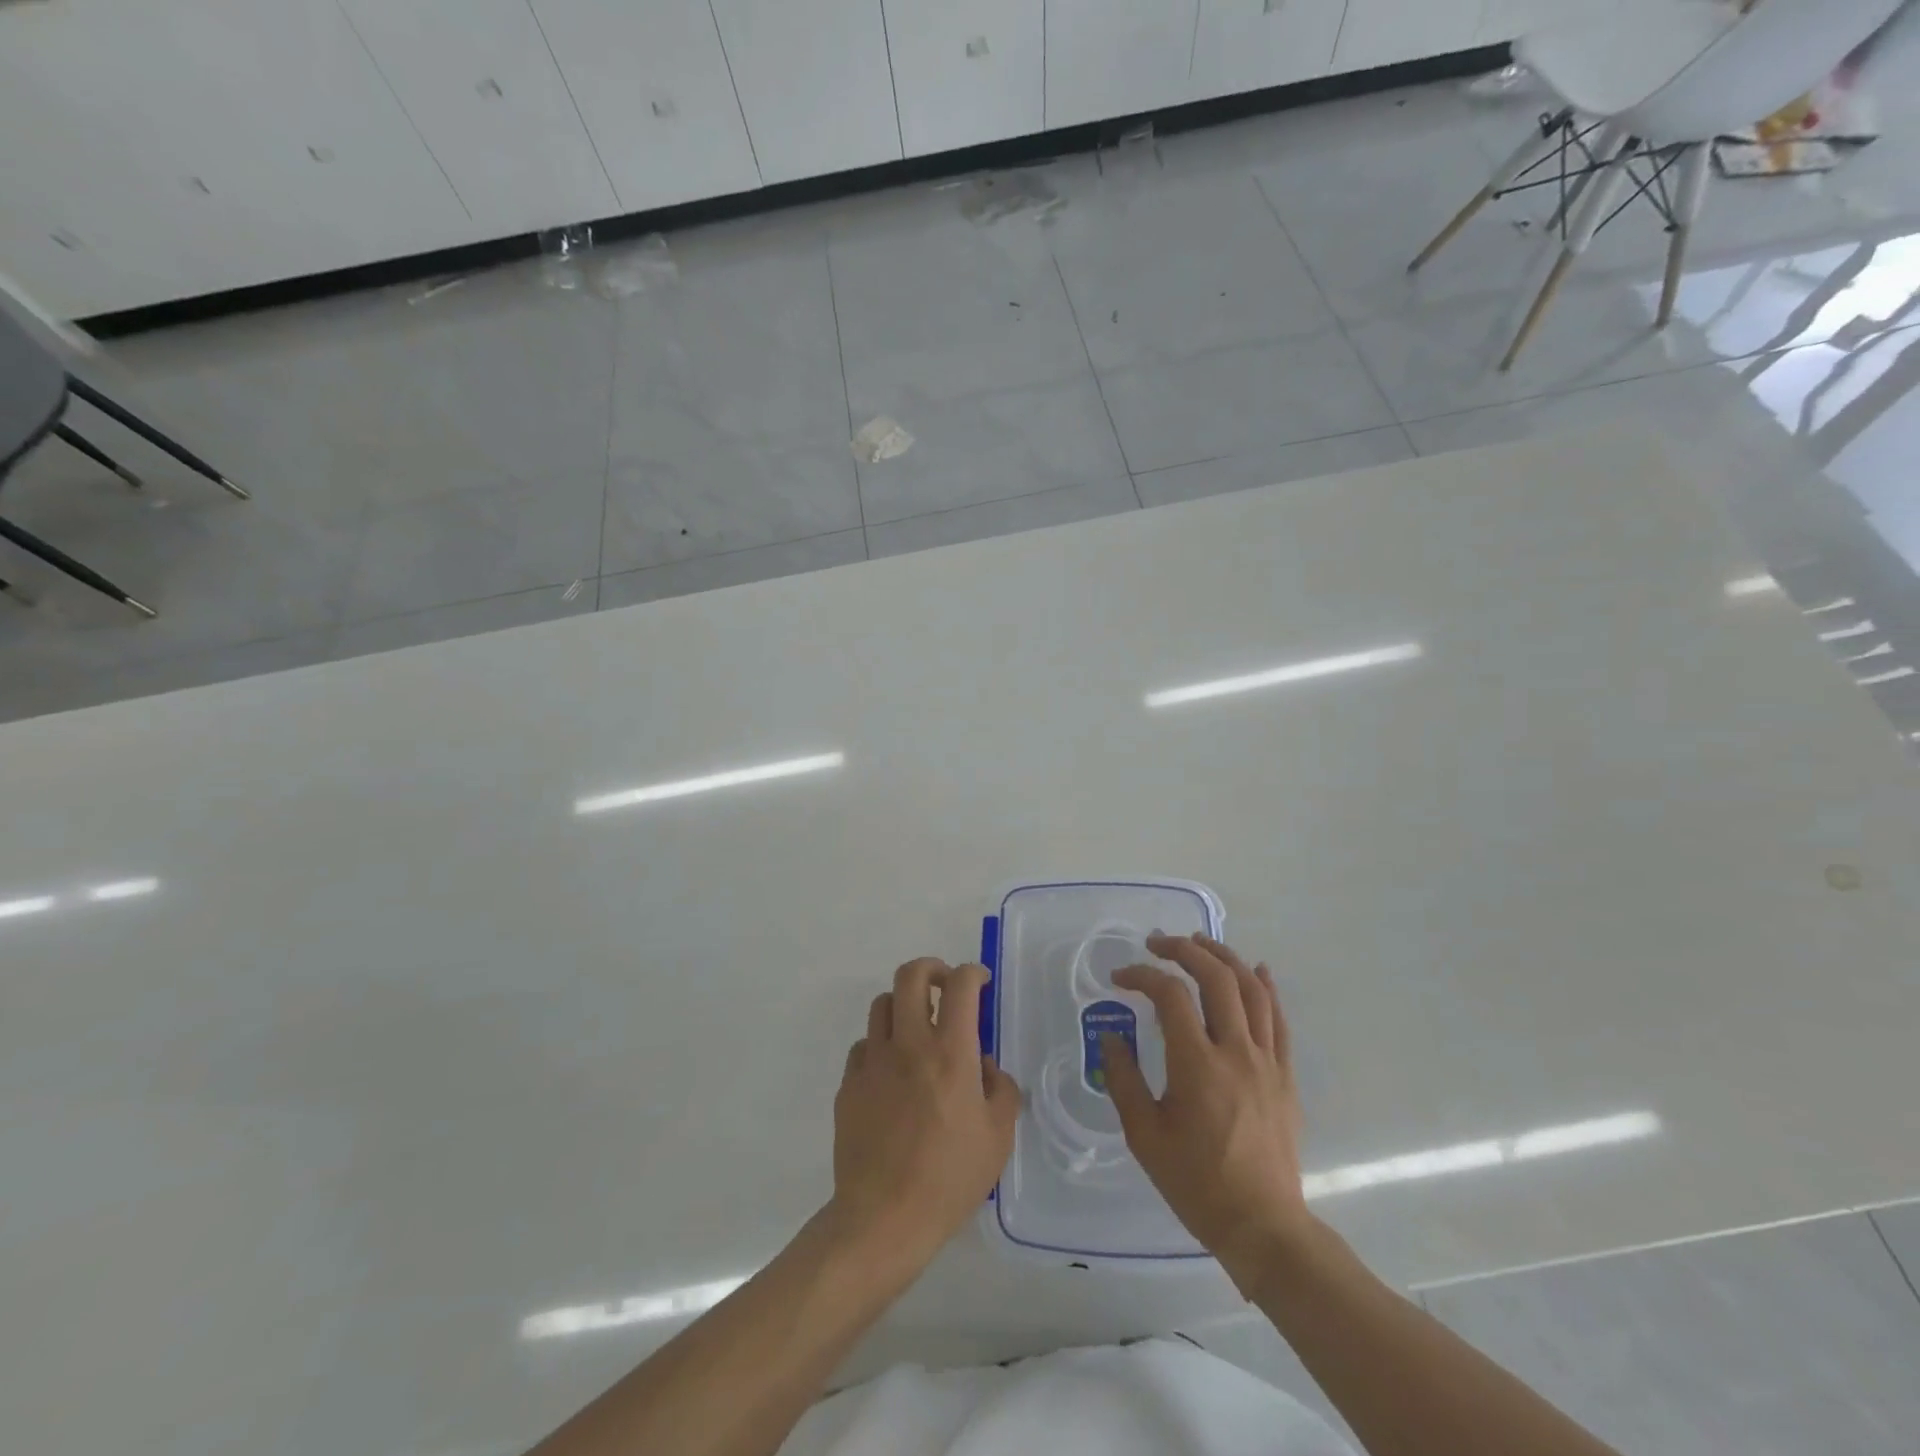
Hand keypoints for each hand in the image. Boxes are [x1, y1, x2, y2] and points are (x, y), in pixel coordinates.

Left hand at [829, 959, 1020, 1263]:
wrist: (884, 1218)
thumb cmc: (950, 1178)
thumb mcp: (998, 1137)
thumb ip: (1000, 1089)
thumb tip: (984, 1065)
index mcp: (950, 1053)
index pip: (960, 986)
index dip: (972, 973)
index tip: (980, 982)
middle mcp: (909, 1044)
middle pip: (910, 975)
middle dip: (931, 969)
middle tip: (945, 987)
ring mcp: (873, 1061)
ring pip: (882, 1004)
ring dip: (904, 1005)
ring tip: (918, 1028)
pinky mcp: (849, 1084)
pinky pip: (864, 1045)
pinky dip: (881, 1045)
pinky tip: (892, 1072)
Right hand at [1103, 933, 1312, 1280]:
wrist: (1263, 1226)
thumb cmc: (1196, 1183)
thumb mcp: (1144, 1135)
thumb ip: (1123, 1079)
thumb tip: (1109, 1036)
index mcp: (1197, 1064)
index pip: (1169, 995)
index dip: (1142, 975)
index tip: (1119, 977)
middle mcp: (1235, 1051)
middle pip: (1215, 977)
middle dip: (1184, 950)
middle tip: (1157, 943)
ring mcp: (1266, 1061)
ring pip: (1251, 989)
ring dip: (1224, 957)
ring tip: (1200, 943)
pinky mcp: (1285, 1075)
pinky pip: (1279, 1019)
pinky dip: (1266, 987)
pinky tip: (1257, 970)